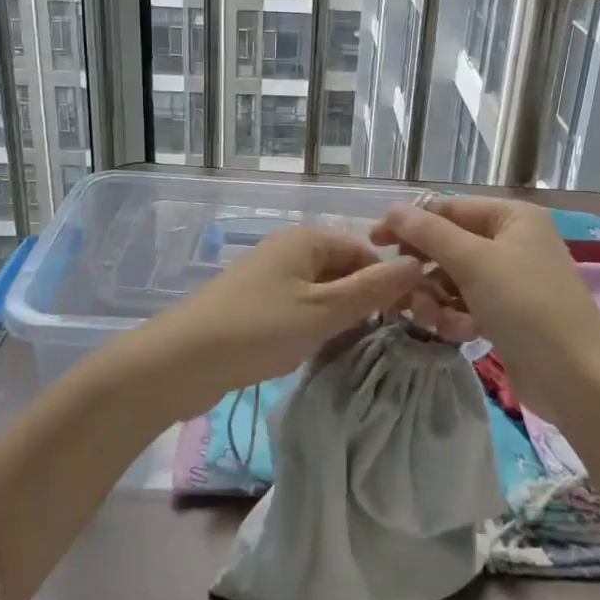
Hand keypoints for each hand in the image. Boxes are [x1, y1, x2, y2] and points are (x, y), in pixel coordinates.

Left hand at [143, 226, 423, 412]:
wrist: (182, 361)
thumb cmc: (259, 328)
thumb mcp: (323, 310)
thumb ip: (372, 289)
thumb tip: (418, 264)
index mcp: (307, 239)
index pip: (365, 252)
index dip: (387, 282)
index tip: (406, 320)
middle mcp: (289, 250)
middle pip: (343, 270)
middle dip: (364, 302)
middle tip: (383, 341)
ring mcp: (269, 278)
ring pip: (321, 293)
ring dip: (339, 318)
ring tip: (354, 350)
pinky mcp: (255, 305)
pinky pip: (299, 309)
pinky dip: (314, 327)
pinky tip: (319, 352)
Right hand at [371, 196, 599, 419]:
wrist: (576, 377)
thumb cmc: (526, 306)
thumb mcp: (474, 262)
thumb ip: (429, 233)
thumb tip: (392, 209)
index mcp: (511, 217)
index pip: (448, 209)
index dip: (410, 223)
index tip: (374, 242)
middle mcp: (511, 242)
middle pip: (448, 245)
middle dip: (424, 270)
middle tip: (402, 292)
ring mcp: (510, 280)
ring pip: (452, 279)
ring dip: (435, 299)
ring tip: (432, 319)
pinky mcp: (506, 314)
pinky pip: (466, 304)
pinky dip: (455, 316)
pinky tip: (457, 333)